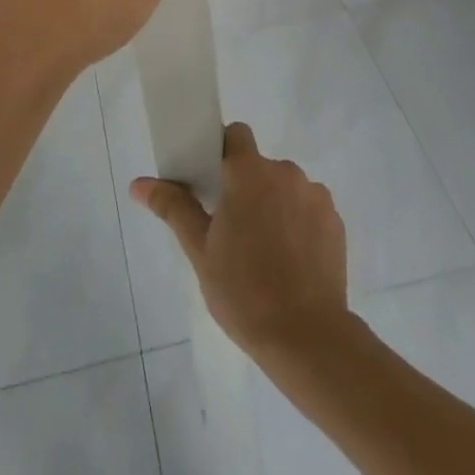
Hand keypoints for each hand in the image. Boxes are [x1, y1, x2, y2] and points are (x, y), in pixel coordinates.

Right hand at [130, 122, 349, 358]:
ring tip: (264, 250)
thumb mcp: (199, 250)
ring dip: (274, 205)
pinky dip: (298, 224)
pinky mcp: (336, 223)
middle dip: (247, 187)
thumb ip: (173, 207)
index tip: (212, 181)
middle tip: (232, 227)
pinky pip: (309, 209)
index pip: (236, 136)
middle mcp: (285, 173)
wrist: (307, 338)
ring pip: (285, 188)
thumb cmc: (244, 290)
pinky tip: (290, 261)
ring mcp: (315, 197)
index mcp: (249, 173)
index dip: (223, 151)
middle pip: (259, 166)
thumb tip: (138, 183)